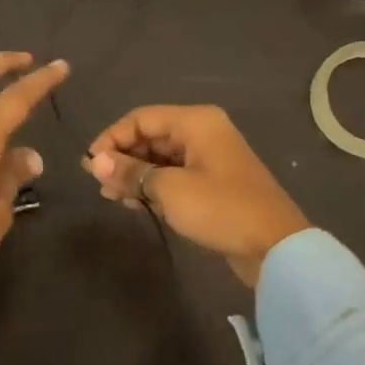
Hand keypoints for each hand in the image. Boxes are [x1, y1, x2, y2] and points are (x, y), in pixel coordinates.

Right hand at [84, 105, 309, 287]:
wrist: (274, 246)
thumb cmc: (220, 209)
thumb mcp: (170, 189)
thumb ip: (131, 172)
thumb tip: (95, 162)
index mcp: (196, 122)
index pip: (141, 118)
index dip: (112, 138)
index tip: (90, 164)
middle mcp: (203, 133)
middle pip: (151, 136)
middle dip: (122, 157)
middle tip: (99, 183)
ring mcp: (210, 159)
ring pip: (161, 158)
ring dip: (135, 174)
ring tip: (111, 196)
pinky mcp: (213, 184)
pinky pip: (174, 175)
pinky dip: (153, 186)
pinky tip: (134, 203)